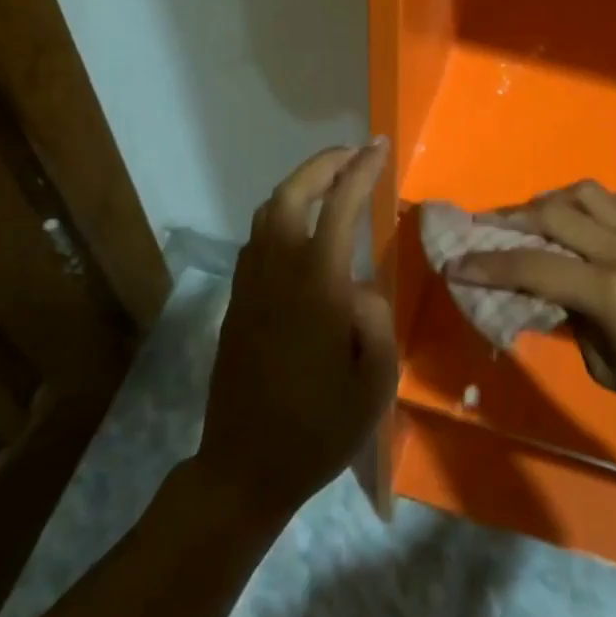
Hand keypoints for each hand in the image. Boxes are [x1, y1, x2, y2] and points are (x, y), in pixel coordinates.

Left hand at [198, 141, 397, 523]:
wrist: (245, 469)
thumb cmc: (319, 429)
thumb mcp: (374, 382)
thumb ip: (374, 318)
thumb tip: (359, 284)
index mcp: (317, 287)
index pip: (339, 208)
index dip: (361, 171)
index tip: (379, 147)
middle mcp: (277, 273)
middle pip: (292, 194)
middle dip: (324, 164)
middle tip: (354, 154)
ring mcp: (250, 285)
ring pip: (267, 211)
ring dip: (300, 184)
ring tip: (331, 181)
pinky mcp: (236, 301)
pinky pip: (256, 238)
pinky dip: (281, 213)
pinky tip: (300, 227)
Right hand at [455, 181, 615, 440]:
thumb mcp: (610, 371)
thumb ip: (575, 326)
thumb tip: (555, 300)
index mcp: (607, 290)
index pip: (531, 266)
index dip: (487, 265)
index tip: (455, 264)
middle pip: (553, 213)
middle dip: (509, 219)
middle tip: (482, 228)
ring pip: (587, 193)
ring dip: (552, 201)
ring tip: (534, 221)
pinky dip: (600, 204)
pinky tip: (592, 223)